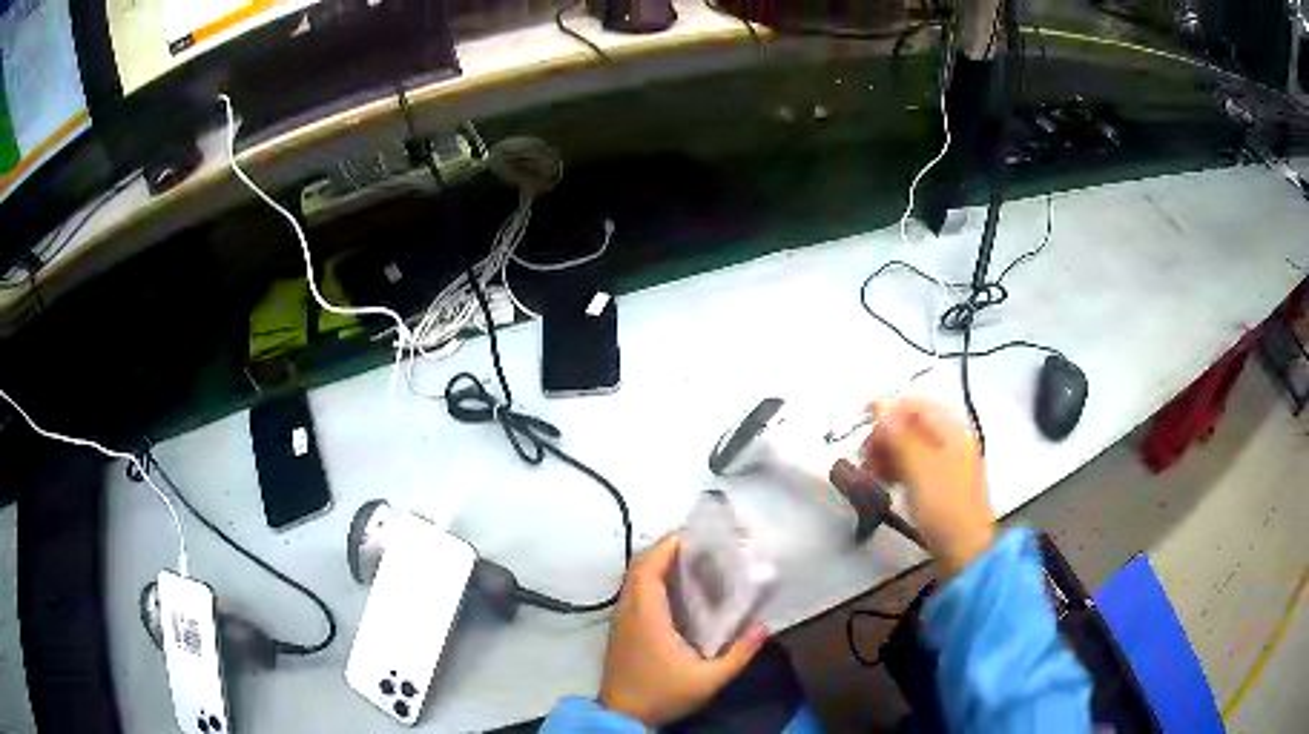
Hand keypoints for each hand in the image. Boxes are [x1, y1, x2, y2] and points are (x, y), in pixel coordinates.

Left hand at [599, 534, 768, 727]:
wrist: (622, 715)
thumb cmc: (662, 695)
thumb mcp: (708, 680)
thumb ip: (739, 654)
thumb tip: (764, 627)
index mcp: (646, 615)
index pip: (649, 566)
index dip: (669, 544)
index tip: (697, 535)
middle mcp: (628, 610)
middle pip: (641, 565)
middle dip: (668, 549)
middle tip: (701, 547)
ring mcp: (621, 619)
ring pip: (635, 578)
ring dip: (659, 563)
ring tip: (694, 563)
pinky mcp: (621, 629)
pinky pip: (634, 592)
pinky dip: (652, 580)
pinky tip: (677, 591)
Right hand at [841, 396, 994, 578]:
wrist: (964, 551)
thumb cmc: (943, 506)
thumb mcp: (919, 468)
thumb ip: (899, 435)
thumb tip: (880, 404)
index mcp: (952, 432)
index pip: (919, 404)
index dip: (891, 406)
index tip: (864, 419)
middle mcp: (952, 443)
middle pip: (914, 425)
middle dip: (886, 435)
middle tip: (865, 455)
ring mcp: (947, 466)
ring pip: (911, 447)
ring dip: (888, 453)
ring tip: (869, 472)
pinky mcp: (939, 488)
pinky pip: (914, 467)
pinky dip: (897, 470)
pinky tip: (884, 483)